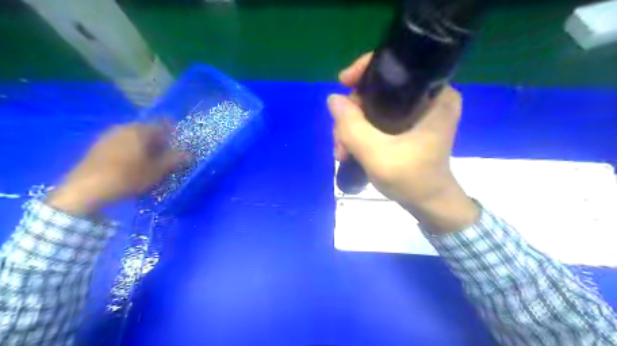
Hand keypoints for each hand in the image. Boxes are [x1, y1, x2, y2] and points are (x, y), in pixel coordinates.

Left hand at [47, 120, 182, 213]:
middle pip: (148, 130)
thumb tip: (188, 153)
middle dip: (159, 142)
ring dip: (144, 147)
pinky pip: (121, 143)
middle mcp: (124, 128)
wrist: (87, 188)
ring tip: (149, 163)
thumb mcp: (157, 170)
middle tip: (165, 157)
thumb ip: (174, 159)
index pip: (163, 125)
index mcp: (140, 130)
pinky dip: (130, 150)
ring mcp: (108, 135)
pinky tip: (130, 165)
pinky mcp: (98, 146)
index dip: (173, 134)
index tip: (178, 147)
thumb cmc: (128, 177)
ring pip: (134, 137)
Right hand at [331, 52, 478, 234]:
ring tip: (342, 152)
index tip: (343, 83)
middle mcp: (428, 98)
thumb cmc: (412, 179)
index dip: (365, 71)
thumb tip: (332, 98)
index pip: (396, 66)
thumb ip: (352, 127)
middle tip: (340, 141)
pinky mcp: (408, 126)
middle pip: (378, 90)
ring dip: (352, 128)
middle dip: (352, 114)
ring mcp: (416, 113)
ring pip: (373, 107)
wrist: (428, 204)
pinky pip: (377, 119)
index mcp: (434, 95)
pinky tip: (349, 150)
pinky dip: (361, 133)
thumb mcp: (377, 154)